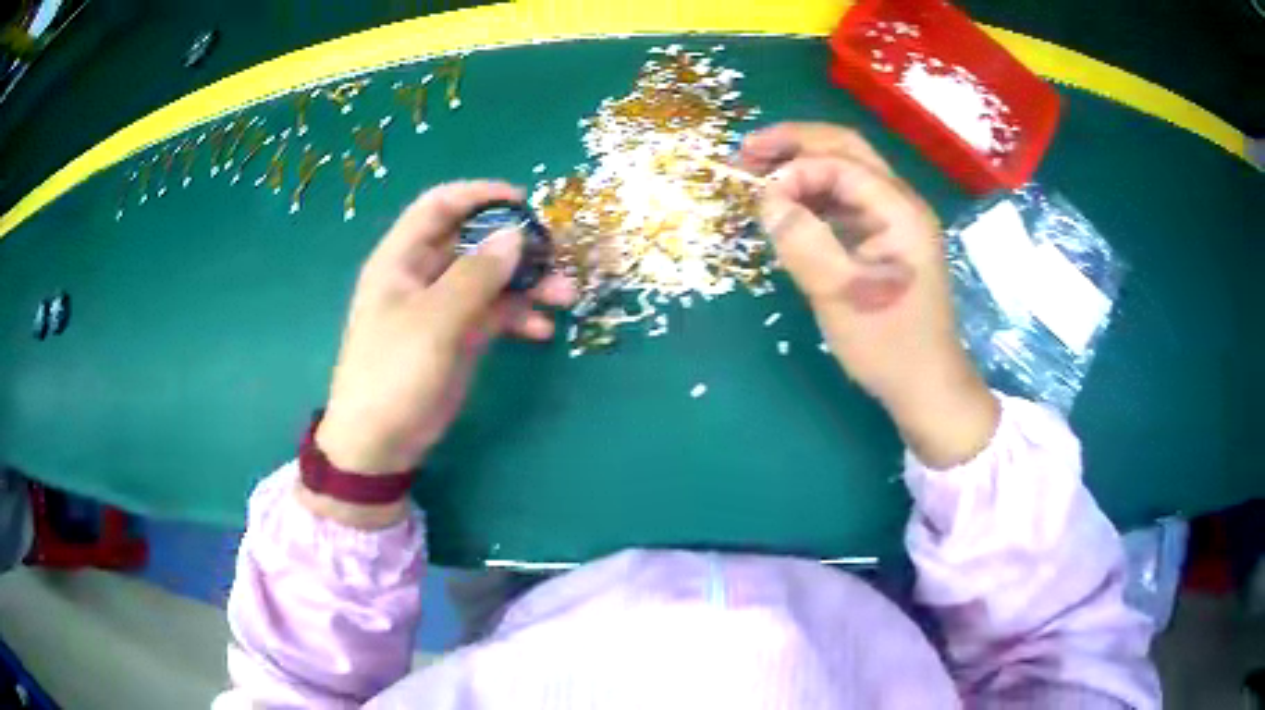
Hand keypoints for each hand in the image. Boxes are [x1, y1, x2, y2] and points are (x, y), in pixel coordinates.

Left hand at [315, 181, 576, 477]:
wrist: (380, 443)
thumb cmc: (393, 373)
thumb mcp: (433, 321)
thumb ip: (476, 276)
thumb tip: (516, 235)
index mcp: (402, 259)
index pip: (440, 206)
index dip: (479, 195)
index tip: (524, 202)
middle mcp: (424, 275)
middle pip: (474, 241)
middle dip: (516, 245)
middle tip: (556, 256)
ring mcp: (443, 307)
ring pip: (491, 279)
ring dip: (528, 283)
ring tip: (564, 297)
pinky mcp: (459, 337)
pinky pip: (495, 314)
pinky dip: (519, 317)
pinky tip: (543, 331)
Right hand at [741, 123, 997, 466]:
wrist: (927, 386)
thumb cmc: (890, 346)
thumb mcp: (842, 297)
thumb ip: (804, 242)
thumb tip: (768, 200)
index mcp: (899, 210)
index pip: (838, 164)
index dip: (793, 171)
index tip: (755, 198)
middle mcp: (900, 203)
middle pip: (845, 148)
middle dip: (793, 143)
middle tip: (746, 153)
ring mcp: (895, 220)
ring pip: (845, 170)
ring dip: (801, 164)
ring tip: (757, 173)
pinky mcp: (885, 238)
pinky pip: (846, 200)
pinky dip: (813, 194)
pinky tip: (788, 207)